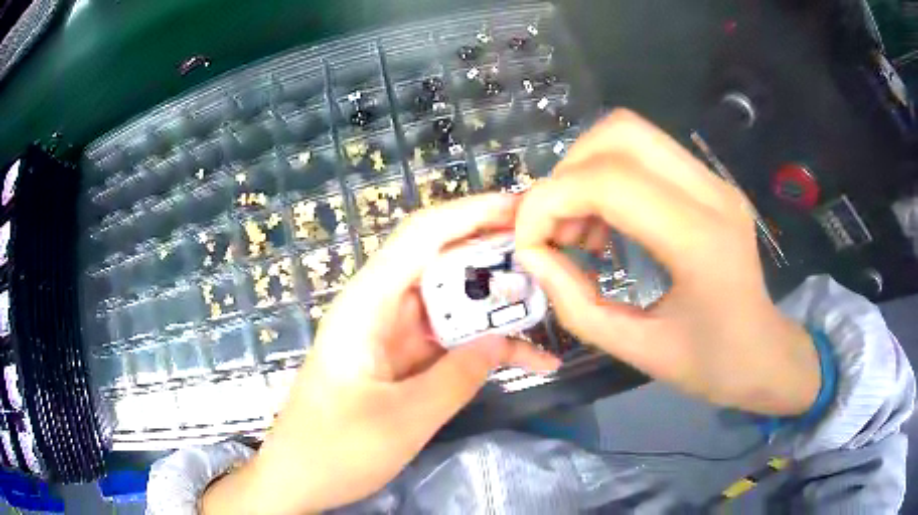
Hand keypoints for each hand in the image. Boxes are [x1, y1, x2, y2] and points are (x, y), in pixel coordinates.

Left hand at [203, 194, 559, 514]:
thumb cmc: (335, 449)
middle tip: (549, 259)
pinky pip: (453, 341)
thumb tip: (499, 341)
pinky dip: (488, 347)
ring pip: (454, 303)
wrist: (299, 478)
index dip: (472, 212)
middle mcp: (381, 309)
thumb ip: (455, 378)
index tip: (522, 208)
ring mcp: (395, 336)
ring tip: (550, 307)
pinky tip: (533, 359)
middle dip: (495, 256)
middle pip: (443, 262)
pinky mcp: (405, 361)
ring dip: (498, 306)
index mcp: (367, 305)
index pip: (421, 236)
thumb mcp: (401, 420)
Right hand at [515, 110, 819, 416]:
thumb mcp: (635, 349)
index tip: (528, 242)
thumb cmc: (709, 364)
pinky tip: (609, 223)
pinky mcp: (710, 181)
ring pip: (631, 132)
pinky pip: (646, 152)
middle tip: (558, 227)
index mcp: (700, 241)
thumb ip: (574, 303)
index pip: (607, 182)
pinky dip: (609, 176)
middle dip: (568, 173)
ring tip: (582, 229)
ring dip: (587, 170)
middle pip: (619, 134)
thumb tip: (533, 255)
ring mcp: (714, 181)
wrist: (763, 352)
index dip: (549, 202)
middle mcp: (711, 193)